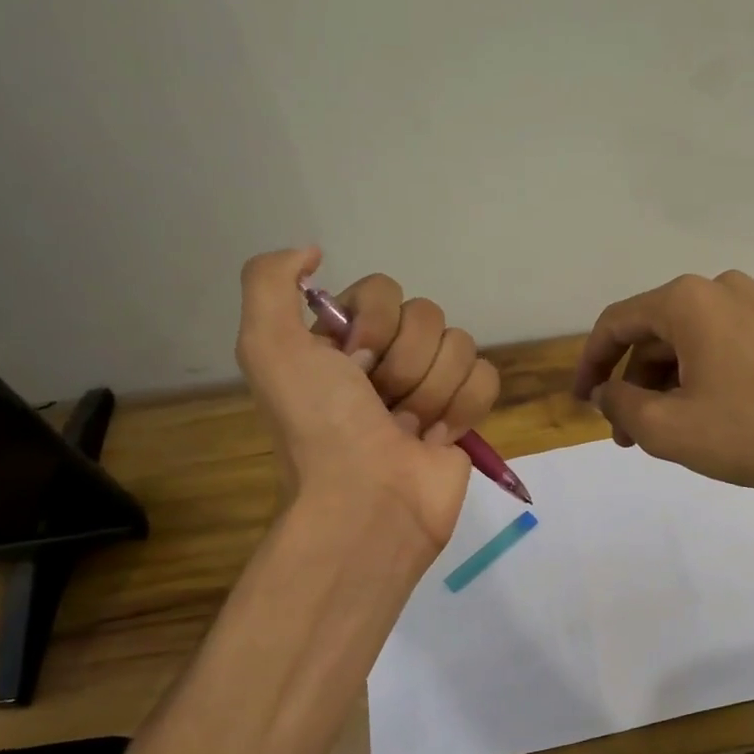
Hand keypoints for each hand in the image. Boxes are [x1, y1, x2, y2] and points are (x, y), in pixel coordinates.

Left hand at [236, 248, 499, 547]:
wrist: (369, 502)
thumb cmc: (321, 427)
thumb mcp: (268, 347)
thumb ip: (270, 282)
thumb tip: (314, 251)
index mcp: (341, 340)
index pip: (383, 290)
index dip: (373, 324)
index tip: (352, 365)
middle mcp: (385, 356)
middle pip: (426, 315)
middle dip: (404, 364)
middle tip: (380, 404)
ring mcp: (428, 385)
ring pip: (459, 345)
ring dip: (431, 391)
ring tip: (406, 429)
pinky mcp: (463, 413)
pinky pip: (485, 377)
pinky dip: (464, 407)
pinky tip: (437, 438)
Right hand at [571, 271, 753, 498]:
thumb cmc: (752, 432)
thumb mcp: (669, 429)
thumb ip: (621, 405)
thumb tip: (605, 393)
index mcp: (686, 301)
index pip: (616, 323)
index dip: (590, 363)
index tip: (582, 402)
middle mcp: (720, 288)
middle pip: (655, 332)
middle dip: (633, 382)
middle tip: (626, 433)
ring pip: (690, 340)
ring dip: (667, 382)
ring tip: (664, 430)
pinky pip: (723, 343)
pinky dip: (701, 374)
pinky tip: (704, 412)